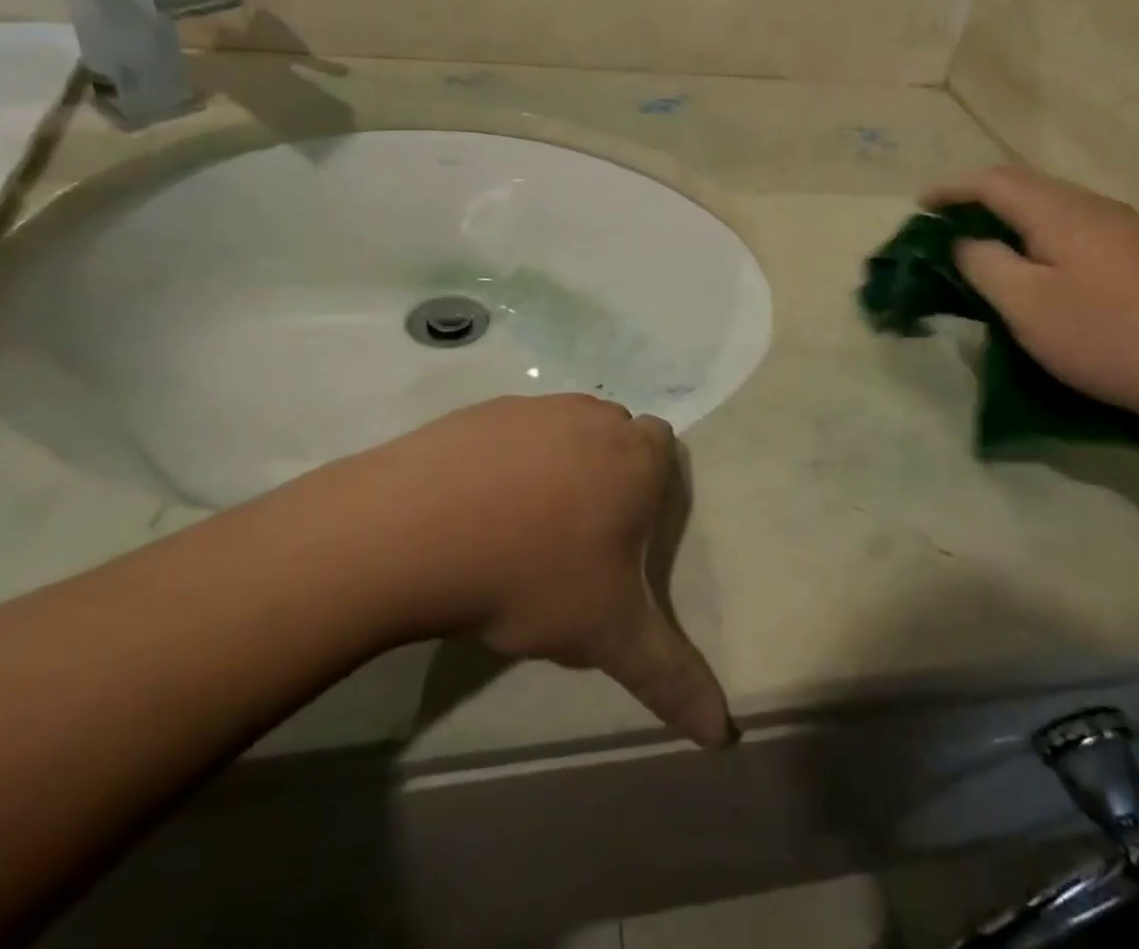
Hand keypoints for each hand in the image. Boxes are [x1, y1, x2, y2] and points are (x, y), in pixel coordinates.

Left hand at [346, 394, 735, 747]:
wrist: (417, 531)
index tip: (622, 532)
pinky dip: (504, 461)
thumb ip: (671, 677)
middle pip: (614, 436)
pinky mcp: (481, 411)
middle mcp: (592, 418)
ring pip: (562, 431)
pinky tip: (475, 508)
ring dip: (555, 465)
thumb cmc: (533, 575)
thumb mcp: (609, 634)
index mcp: (635, 457)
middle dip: (606, 473)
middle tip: (576, 535)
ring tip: (521, 527)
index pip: (664, 447)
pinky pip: (510, 433)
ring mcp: (534, 408)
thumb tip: (721, 732)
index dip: (649, 486)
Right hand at [924, 167, 1138, 423]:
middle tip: (946, 225)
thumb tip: (965, 241)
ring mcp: (1125, 229)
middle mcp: (1094, 206)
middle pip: (1025, 186)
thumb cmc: (1106, 336)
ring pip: (1052, 207)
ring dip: (1011, 218)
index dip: (951, 189)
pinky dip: (1040, 236)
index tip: (919, 204)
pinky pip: (1075, 228)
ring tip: (985, 245)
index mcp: (1060, 211)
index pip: (993, 181)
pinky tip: (1039, 267)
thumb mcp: (1025, 304)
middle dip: (978, 199)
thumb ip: (984, 264)